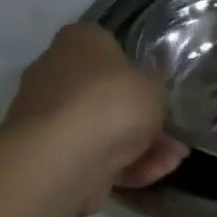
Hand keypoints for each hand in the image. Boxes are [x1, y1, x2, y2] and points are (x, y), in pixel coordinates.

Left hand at [0, 24, 186, 212]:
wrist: (62, 160)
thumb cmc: (111, 102)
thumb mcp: (154, 83)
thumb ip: (154, 83)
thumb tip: (149, 86)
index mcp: (78, 41)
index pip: (109, 46)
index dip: (136, 67)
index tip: (157, 87)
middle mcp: (55, 72)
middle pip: (106, 93)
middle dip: (141, 116)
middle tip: (172, 132)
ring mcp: (46, 117)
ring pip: (101, 128)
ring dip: (140, 145)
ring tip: (172, 160)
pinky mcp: (45, 156)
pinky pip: (91, 155)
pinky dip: (121, 165)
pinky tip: (152, 174)